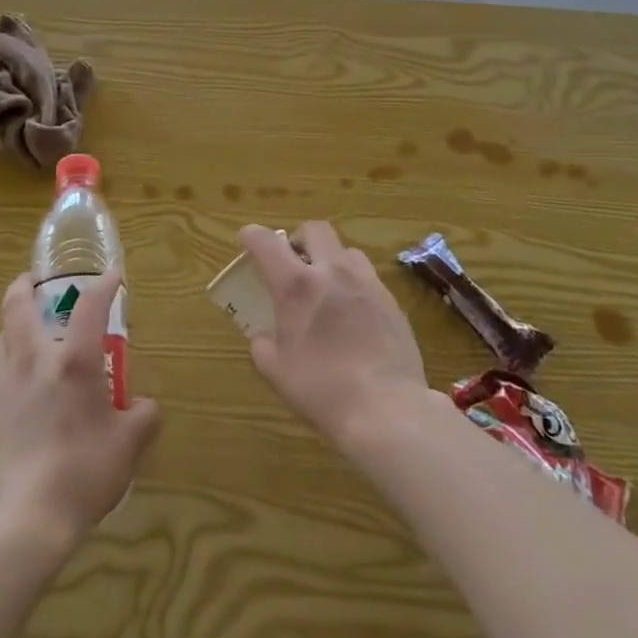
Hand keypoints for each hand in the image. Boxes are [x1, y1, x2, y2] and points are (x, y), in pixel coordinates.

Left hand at [0, 269, 161, 551]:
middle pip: (17, 308)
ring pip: (0, 342)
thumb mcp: (129, 446)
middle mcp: (34, 363)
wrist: (24, 520)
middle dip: (24, 286)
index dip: (103, 285)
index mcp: (73, 362)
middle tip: (33, 281)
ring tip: (25, 336)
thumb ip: (143, 417)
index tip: (113, 276)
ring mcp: (3, 388)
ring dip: (12, 331)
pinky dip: (5, 380)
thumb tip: (144, 407)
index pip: (90, 306)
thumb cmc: (84, 473)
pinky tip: (16, 396)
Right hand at [239, 222, 430, 450]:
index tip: (246, 242)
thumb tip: (264, 335)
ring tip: (327, 289)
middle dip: (298, 240)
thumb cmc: (322, 389)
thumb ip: (263, 344)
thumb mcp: (276, 371)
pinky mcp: (391, 300)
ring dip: (331, 260)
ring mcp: (366, 282)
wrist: (386, 408)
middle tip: (293, 265)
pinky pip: (368, 278)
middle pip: (314, 229)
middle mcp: (333, 271)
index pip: (266, 241)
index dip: (251, 236)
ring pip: (346, 250)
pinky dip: (354, 285)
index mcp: (297, 285)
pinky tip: (353, 316)